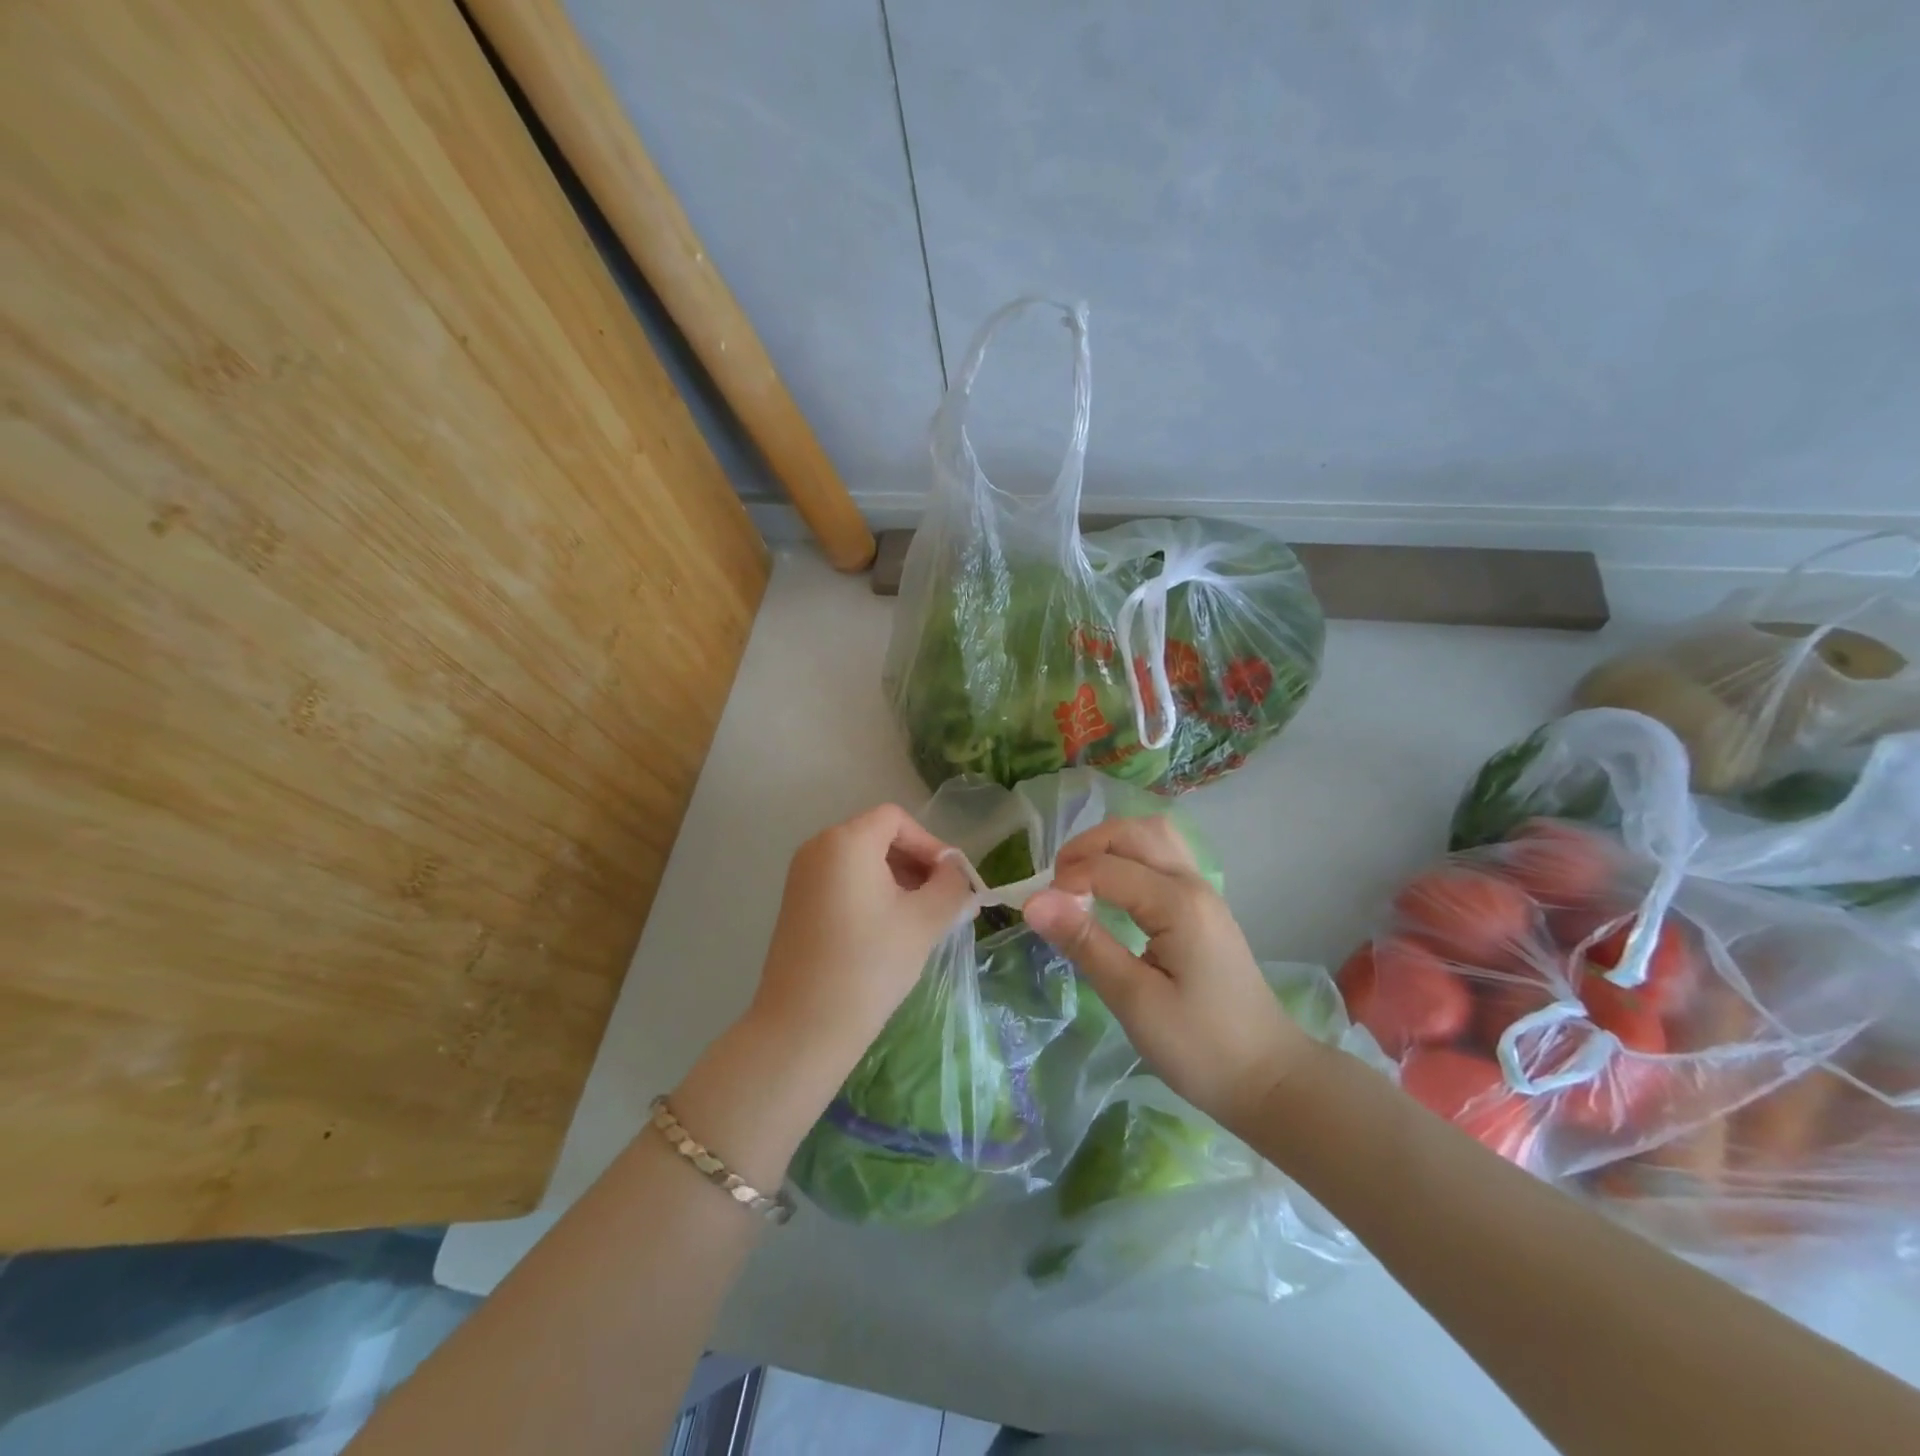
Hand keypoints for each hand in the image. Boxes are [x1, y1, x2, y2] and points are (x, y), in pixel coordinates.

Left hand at [747, 804, 973, 1078]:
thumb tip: (956, 872)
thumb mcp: (925, 921)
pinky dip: (871, 893)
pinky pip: (843, 881)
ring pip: (861, 861)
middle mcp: (818, 848)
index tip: (951, 881)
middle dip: (916, 863)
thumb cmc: (869, 965)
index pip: (897, 820)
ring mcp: (802, 877)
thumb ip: (951, 885)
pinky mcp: (796, 904)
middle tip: (943, 901)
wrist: (803, 1027)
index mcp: (846, 841)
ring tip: (920, 919)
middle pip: (878, 836)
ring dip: (896, 880)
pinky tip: (888, 931)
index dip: (930, 844)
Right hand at [1022, 816, 1314, 1128]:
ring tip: (1081, 882)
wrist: (1268, 1078)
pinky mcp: (1203, 908)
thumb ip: (1085, 943)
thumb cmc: (1200, 1047)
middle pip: (1133, 832)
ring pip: (1153, 836)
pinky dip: (1130, 858)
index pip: (1107, 867)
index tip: (1038, 914)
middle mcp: (1193, 884)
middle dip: (1086, 848)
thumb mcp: (1134, 1000)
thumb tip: (1033, 902)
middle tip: (1056, 888)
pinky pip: (1163, 858)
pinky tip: (1113, 890)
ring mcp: (1203, 892)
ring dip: (1110, 846)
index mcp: (1178, 904)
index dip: (1065, 882)